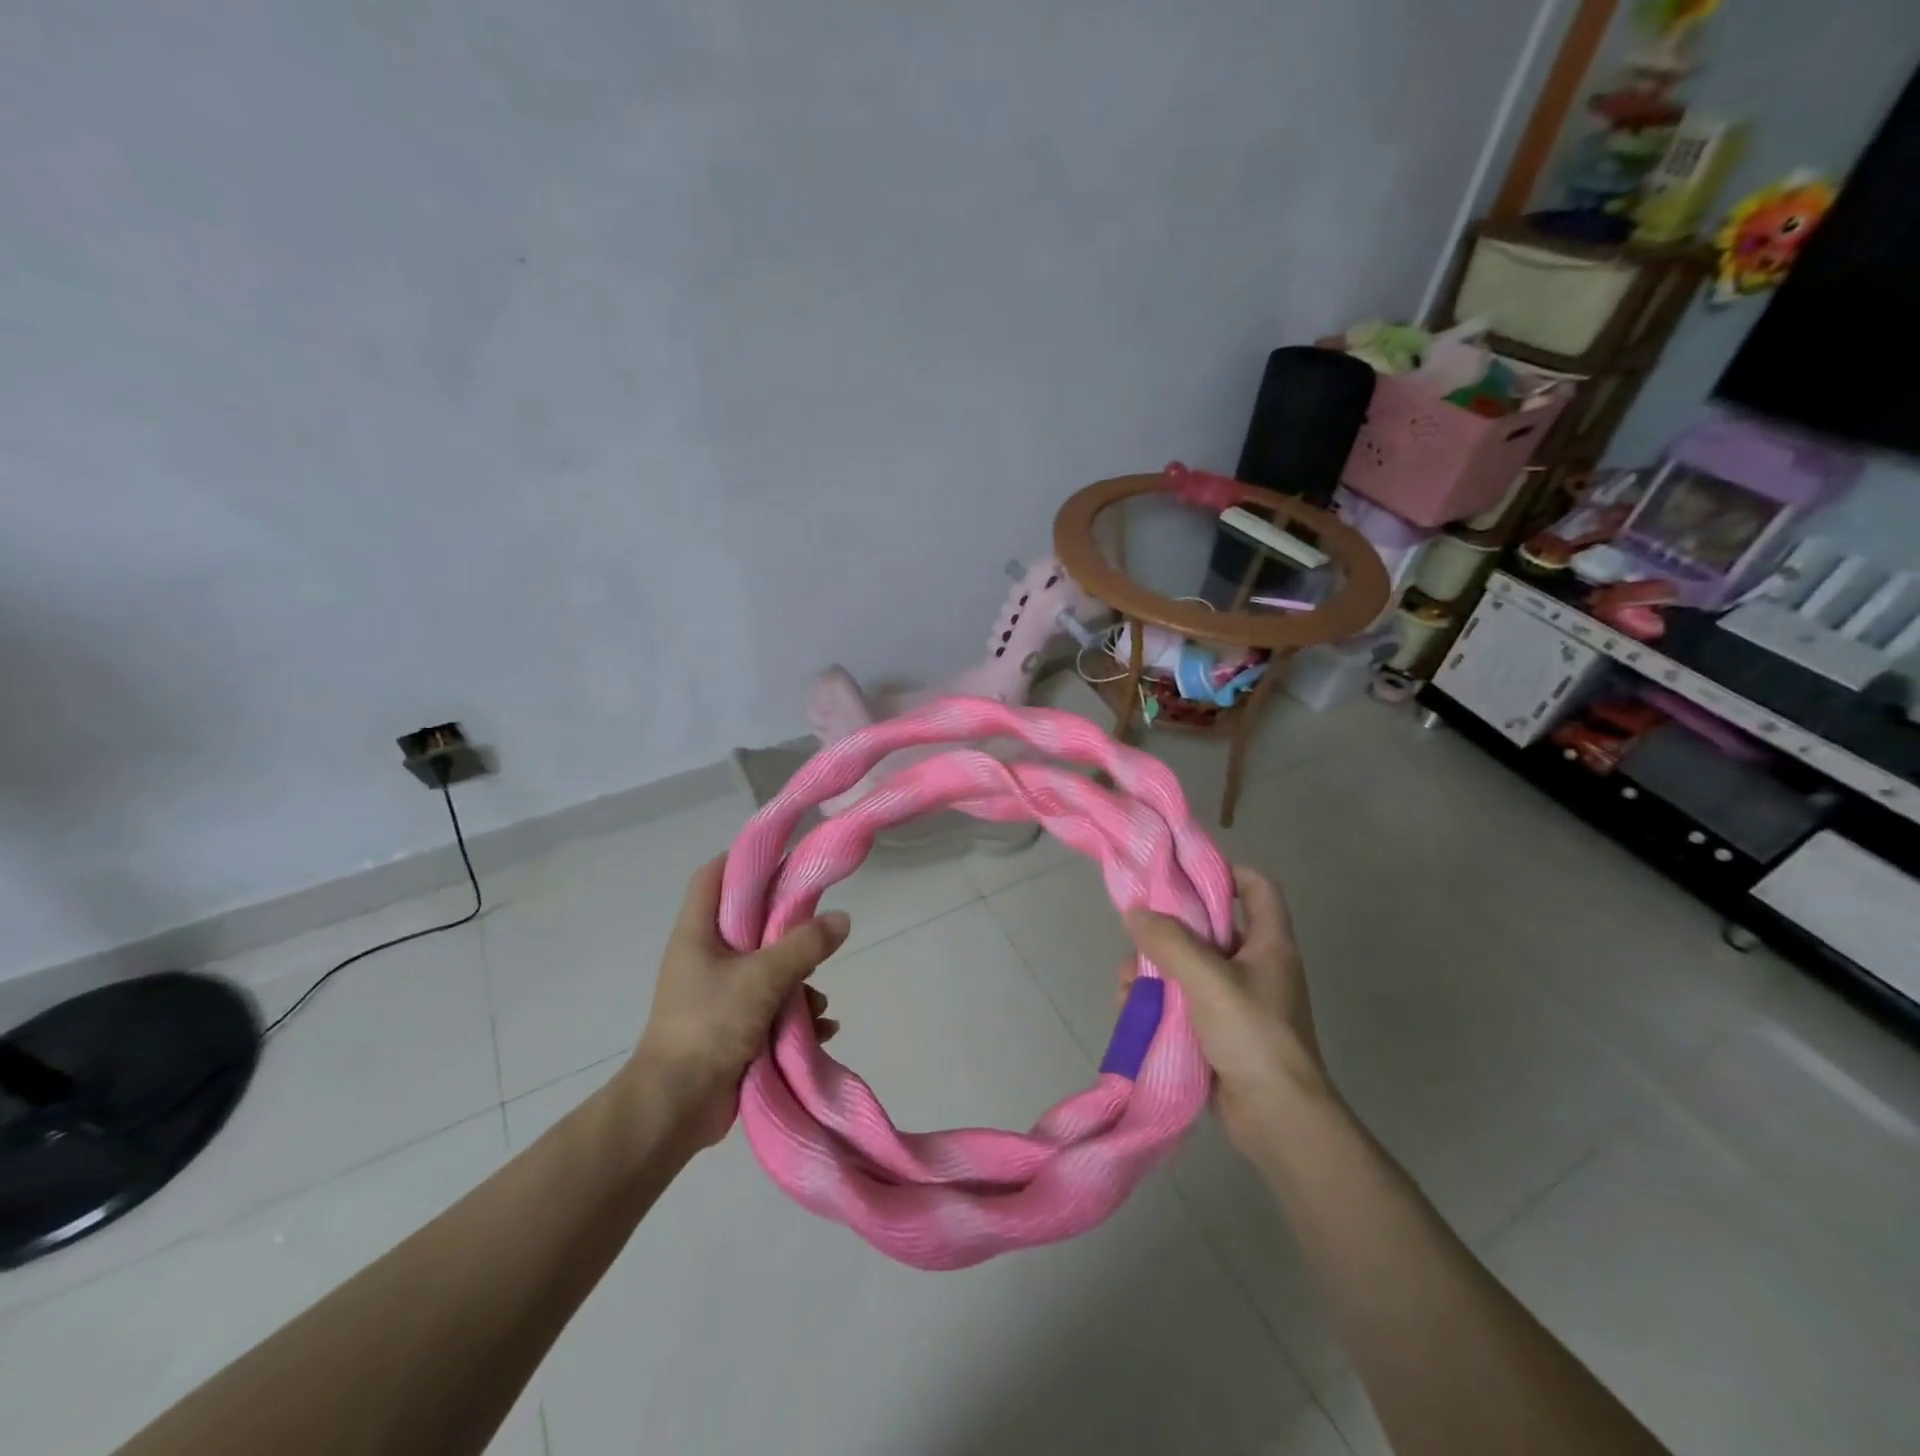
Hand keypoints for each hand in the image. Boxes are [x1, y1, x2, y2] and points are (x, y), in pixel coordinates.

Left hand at [626, 855, 848, 1147]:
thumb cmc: (710, 1025)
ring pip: (767, 968)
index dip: (744, 860)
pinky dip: (796, 1015)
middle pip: (750, 922)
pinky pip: (771, 1007)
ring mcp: (718, 994)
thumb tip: (841, 919)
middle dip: (788, 929)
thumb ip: (804, 945)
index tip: (785, 858)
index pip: (713, 877)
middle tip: (819, 927)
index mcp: (697, 934)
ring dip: (799, 981)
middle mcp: (705, 958)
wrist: (675, 1107)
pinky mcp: (731, 1027)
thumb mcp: (762, 978)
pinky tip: (821, 1029)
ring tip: (818, 1002)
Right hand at [1122, 865, 1330, 1151]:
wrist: (1277, 1120)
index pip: (1256, 887)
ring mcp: (1236, 1001)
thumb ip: (1169, 942)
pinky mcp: (1218, 1032)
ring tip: (1127, 982)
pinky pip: (1182, 1003)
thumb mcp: (1208, 980)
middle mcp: (1255, 966)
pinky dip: (1157, 1002)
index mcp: (1268, 944)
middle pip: (1210, 927)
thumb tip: (1134, 913)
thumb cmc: (1253, 1036)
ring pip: (1187, 967)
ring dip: (1154, 970)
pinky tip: (1130, 1010)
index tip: (1181, 873)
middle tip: (1137, 933)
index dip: (1225, 871)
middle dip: (1169, 929)